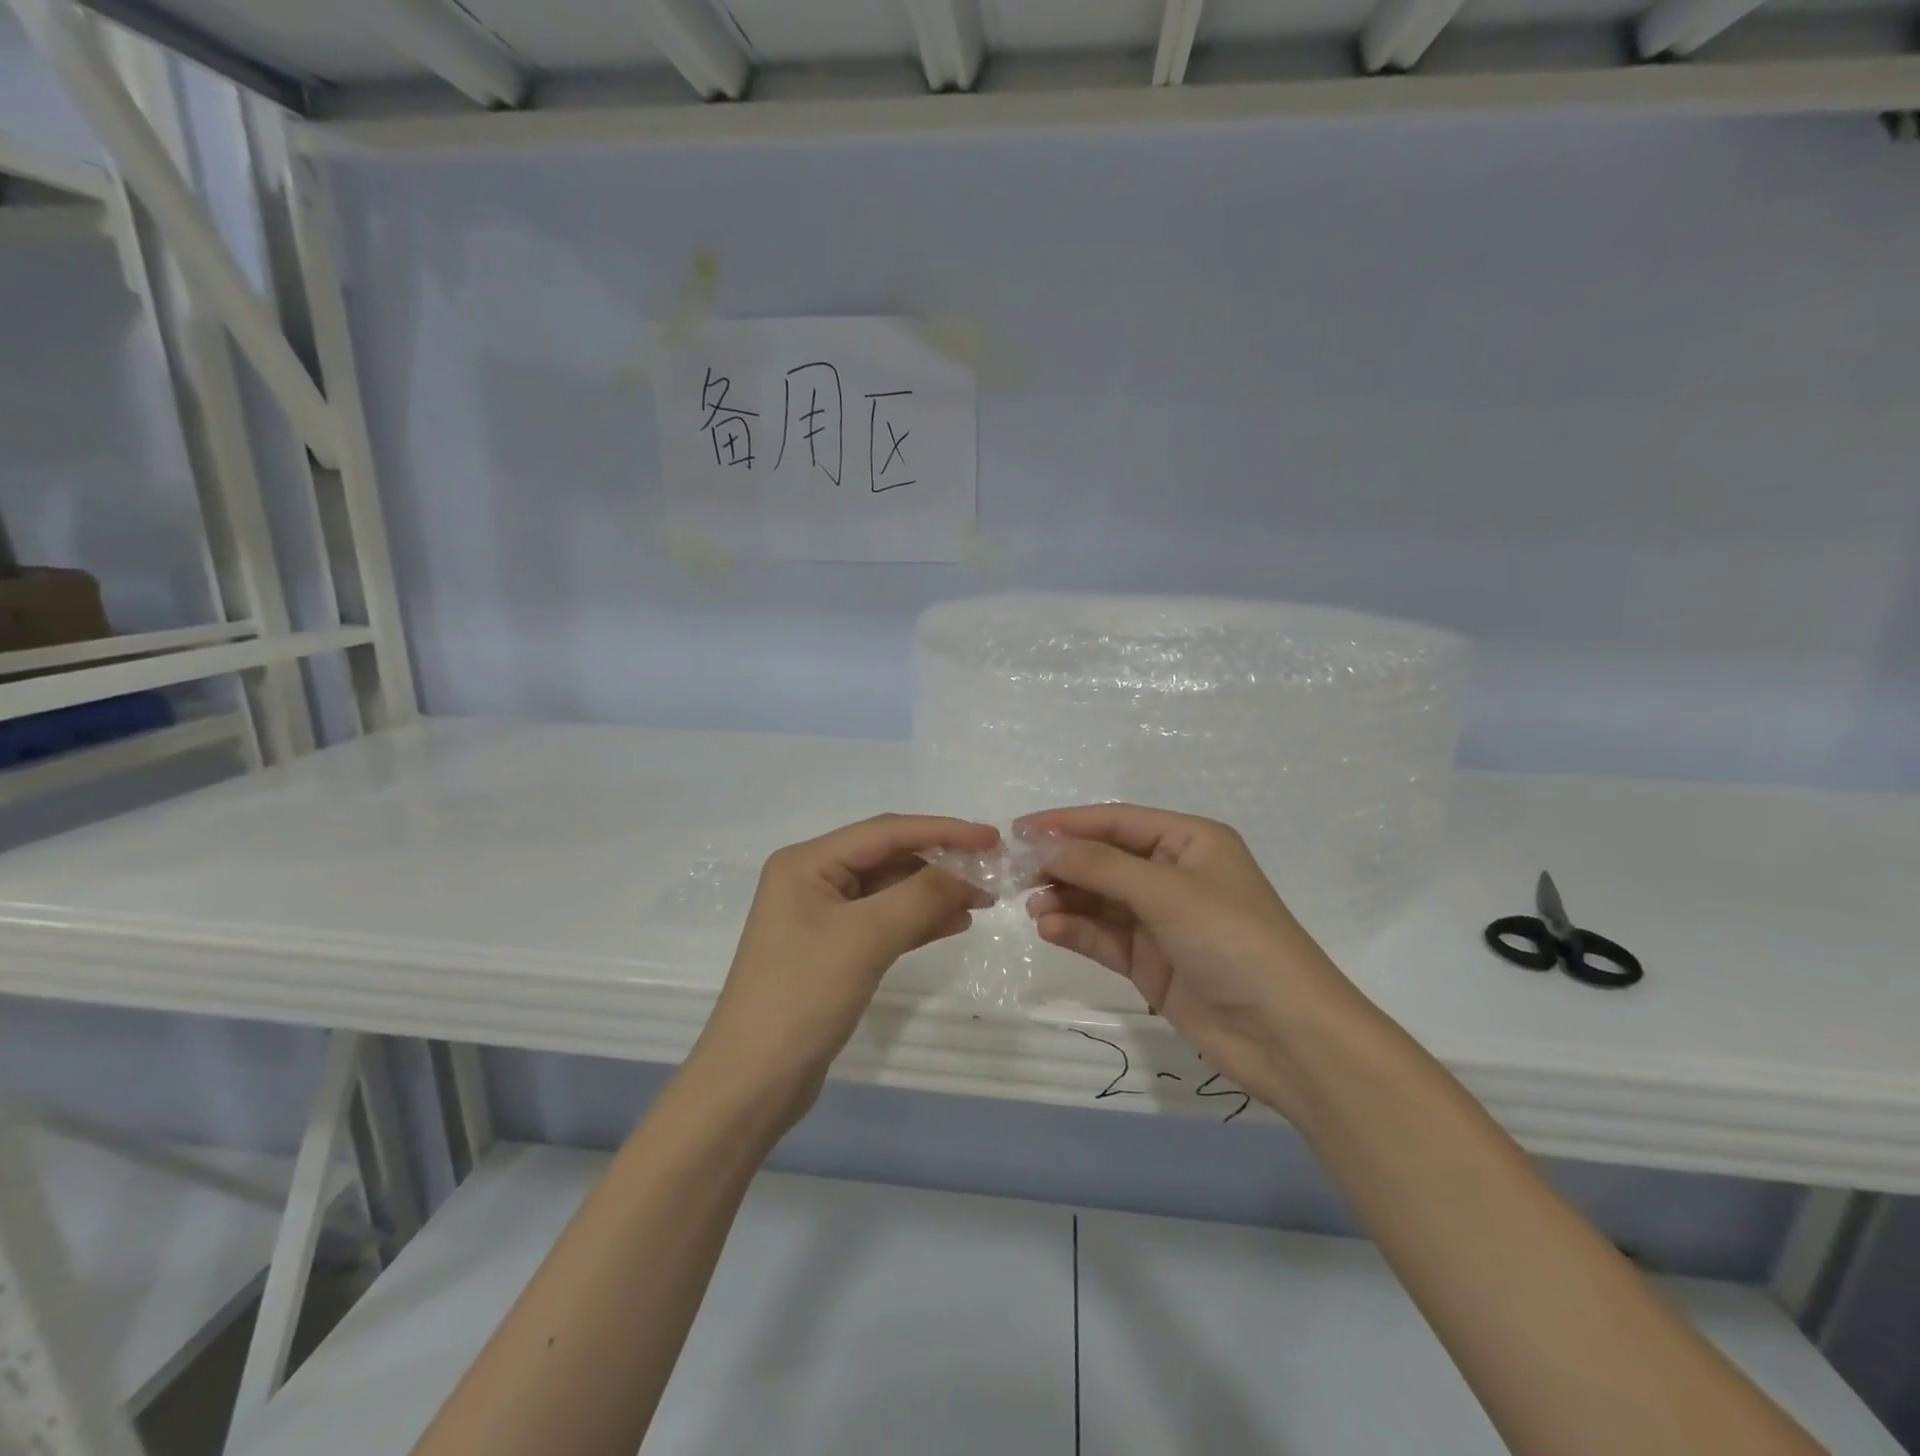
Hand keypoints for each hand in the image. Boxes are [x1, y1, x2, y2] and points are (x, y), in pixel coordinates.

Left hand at [695, 814, 996, 1124]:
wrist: (753, 1082)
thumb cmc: (803, 996)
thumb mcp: (866, 938)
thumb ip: (920, 897)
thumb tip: (965, 873)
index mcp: (807, 862)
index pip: (885, 832)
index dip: (942, 830)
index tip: (991, 838)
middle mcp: (812, 880)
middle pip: (887, 857)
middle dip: (940, 863)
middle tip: (991, 873)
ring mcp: (822, 917)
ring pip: (889, 890)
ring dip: (934, 892)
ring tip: (982, 900)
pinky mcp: (833, 950)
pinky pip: (884, 921)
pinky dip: (918, 920)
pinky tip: (954, 922)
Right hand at [1019, 804, 1373, 1119]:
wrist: (1287, 1036)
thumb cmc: (1234, 941)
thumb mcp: (1167, 892)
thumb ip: (1100, 866)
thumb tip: (1042, 843)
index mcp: (1189, 841)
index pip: (1116, 822)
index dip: (1067, 823)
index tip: (1018, 830)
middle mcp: (1174, 874)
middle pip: (1104, 859)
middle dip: (1062, 863)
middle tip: (1015, 873)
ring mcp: (1162, 920)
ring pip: (1099, 899)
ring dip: (1065, 899)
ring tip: (1032, 906)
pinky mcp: (1152, 962)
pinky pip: (1104, 936)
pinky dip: (1077, 930)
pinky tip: (1050, 929)